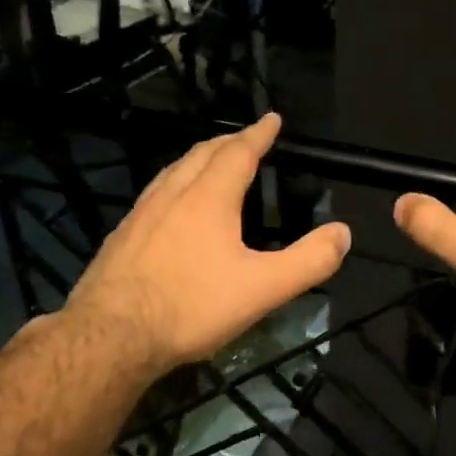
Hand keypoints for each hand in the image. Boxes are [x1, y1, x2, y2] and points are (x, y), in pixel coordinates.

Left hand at [67, 114, 350, 372]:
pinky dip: (173, 187)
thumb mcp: (264, 288)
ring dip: (196, 161)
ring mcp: (140, 216)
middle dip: (227, 143)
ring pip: (172, 173)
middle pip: (200, 155)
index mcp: (208, 199)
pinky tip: (171, 211)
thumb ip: (308, 261)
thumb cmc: (192, 307)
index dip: (258, 135)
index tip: (272, 120)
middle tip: (245, 140)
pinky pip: (153, 197)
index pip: (238, 154)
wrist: (111, 336)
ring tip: (209, 165)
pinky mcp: (121, 239)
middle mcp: (171, 196)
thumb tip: (343, 234)